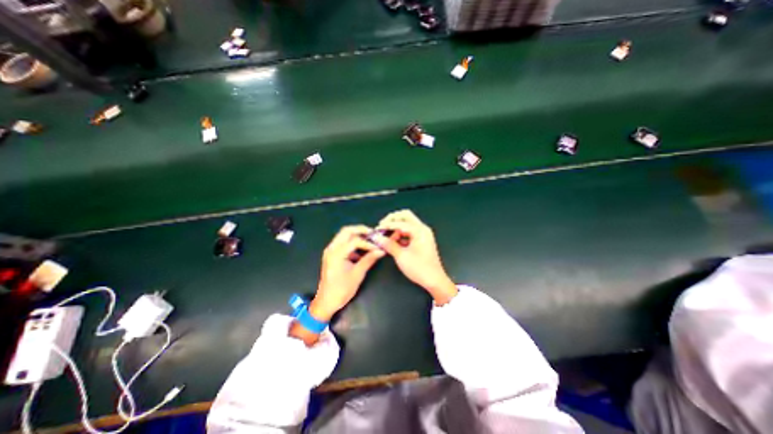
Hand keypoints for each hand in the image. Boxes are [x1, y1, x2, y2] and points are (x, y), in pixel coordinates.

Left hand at [310, 228, 384, 321]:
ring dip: (357, 235)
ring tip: (369, 240)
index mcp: (337, 253)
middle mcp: (332, 248)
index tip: (378, 248)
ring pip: (344, 235)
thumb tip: (381, 251)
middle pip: (347, 231)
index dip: (368, 243)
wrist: (326, 302)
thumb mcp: (357, 274)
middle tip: (373, 234)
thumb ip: (369, 259)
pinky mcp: (332, 254)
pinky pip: (343, 243)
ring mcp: (330, 250)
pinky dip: (352, 243)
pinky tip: (361, 251)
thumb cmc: (342, 290)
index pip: (355, 241)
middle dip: (361, 230)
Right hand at [375, 210, 457, 304]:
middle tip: (382, 227)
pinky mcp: (422, 240)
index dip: (386, 225)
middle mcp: (422, 229)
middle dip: (392, 219)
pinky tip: (393, 241)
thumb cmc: (419, 268)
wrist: (434, 280)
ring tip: (386, 236)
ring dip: (396, 227)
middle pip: (405, 216)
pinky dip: (401, 234)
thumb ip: (388, 244)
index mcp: (419, 230)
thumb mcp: (401, 256)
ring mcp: (423, 234)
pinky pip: (410, 231)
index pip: (400, 222)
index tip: (377, 229)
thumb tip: (377, 238)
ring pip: (407, 223)